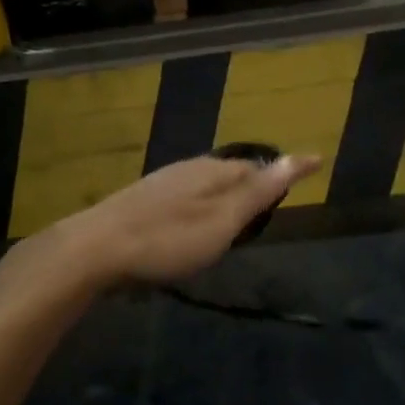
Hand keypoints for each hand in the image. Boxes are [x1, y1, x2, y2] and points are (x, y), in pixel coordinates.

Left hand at [53, 153, 321, 285]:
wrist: (95, 248)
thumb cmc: (167, 239)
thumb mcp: (222, 221)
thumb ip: (258, 192)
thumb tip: (299, 156)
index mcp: (211, 171)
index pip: (255, 167)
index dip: (279, 175)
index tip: (309, 170)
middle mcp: (187, 169)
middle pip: (230, 173)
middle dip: (251, 183)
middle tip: (271, 200)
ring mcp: (161, 184)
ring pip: (204, 184)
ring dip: (224, 195)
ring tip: (237, 214)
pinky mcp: (141, 202)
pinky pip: (184, 197)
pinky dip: (200, 206)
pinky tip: (192, 223)